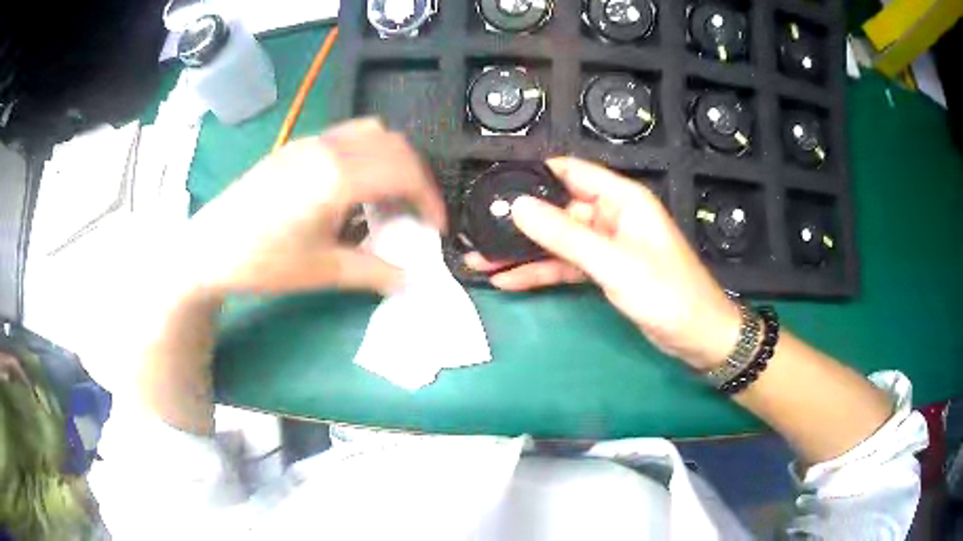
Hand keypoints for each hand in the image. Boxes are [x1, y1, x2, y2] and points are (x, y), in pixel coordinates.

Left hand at [183, 118, 446, 296]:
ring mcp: (311, 142)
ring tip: (387, 198)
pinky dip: (367, 155)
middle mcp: (329, 147)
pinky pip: (347, 137)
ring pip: (372, 133)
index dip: (430, 199)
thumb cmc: (263, 261)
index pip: (405, 172)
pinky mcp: (297, 146)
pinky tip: (353, 189)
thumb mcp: (322, 271)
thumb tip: (409, 278)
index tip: (435, 228)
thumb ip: (374, 271)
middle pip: (394, 145)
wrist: (210, 247)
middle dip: (416, 177)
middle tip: (415, 213)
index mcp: (338, 175)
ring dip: (392, 161)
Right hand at [466, 157, 739, 369]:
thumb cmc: (665, 292)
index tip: (495, 185)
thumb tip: (517, 207)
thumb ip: (564, 235)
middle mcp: (611, 215)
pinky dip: (539, 272)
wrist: (696, 336)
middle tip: (477, 229)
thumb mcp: (613, 262)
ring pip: (557, 241)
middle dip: (520, 221)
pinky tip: (507, 279)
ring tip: (479, 258)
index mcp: (621, 198)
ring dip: (523, 250)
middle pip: (558, 209)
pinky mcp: (603, 271)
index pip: (570, 171)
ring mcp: (605, 245)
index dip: (533, 175)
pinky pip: (565, 265)